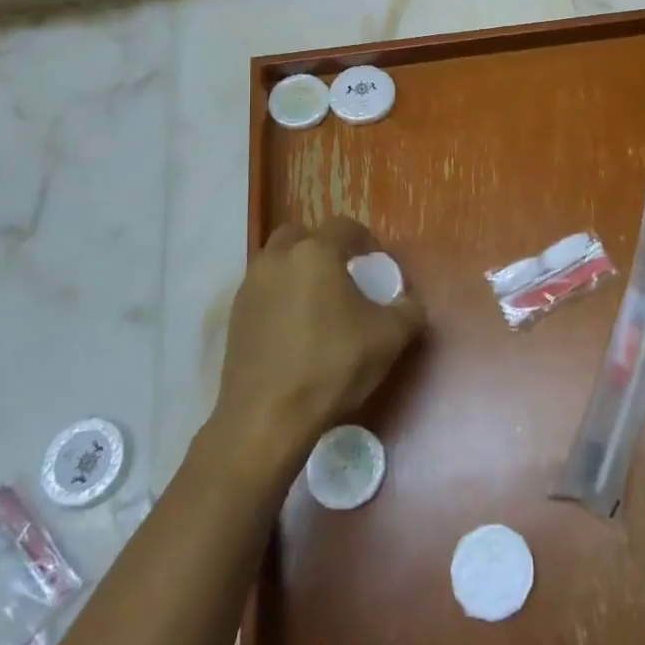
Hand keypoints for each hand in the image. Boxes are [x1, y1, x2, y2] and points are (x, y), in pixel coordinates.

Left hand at [213, 217, 426, 458]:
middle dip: (322, 248)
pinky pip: (262, 292)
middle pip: (301, 235)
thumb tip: (410, 302)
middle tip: (343, 276)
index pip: (344, 226)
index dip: (365, 240)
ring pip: (276, 262)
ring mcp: (250, 288)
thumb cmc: (332, 366)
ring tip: (318, 305)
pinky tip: (295, 330)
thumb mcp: (389, 338)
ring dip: (297, 272)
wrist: (267, 418)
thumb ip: (409, 310)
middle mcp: (277, 259)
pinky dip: (279, 298)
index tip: (376, 264)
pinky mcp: (234, 318)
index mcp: (316, 253)